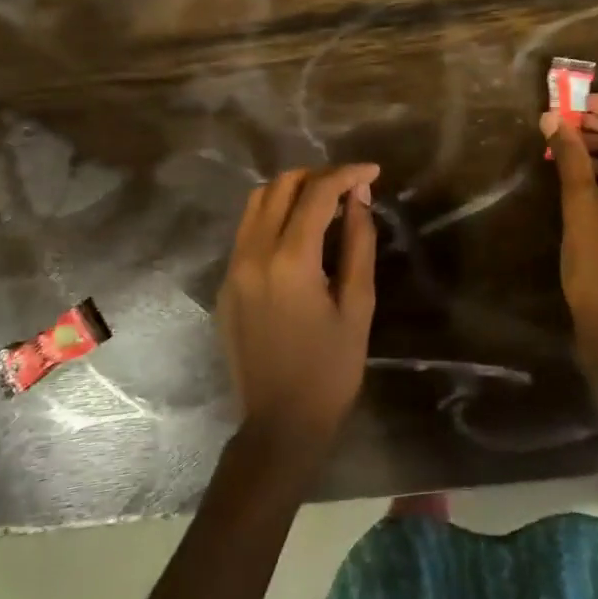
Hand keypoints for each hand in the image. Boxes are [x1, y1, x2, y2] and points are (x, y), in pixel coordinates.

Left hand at [216, 164, 379, 464]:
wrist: (279, 425)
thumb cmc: (331, 370)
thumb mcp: (358, 305)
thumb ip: (359, 243)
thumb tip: (359, 198)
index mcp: (290, 260)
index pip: (317, 192)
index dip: (347, 174)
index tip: (373, 172)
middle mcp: (253, 254)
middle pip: (280, 186)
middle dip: (318, 176)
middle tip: (349, 187)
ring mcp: (233, 269)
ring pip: (256, 203)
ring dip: (291, 191)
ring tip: (324, 202)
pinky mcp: (225, 285)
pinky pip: (246, 231)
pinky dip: (273, 216)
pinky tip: (299, 234)